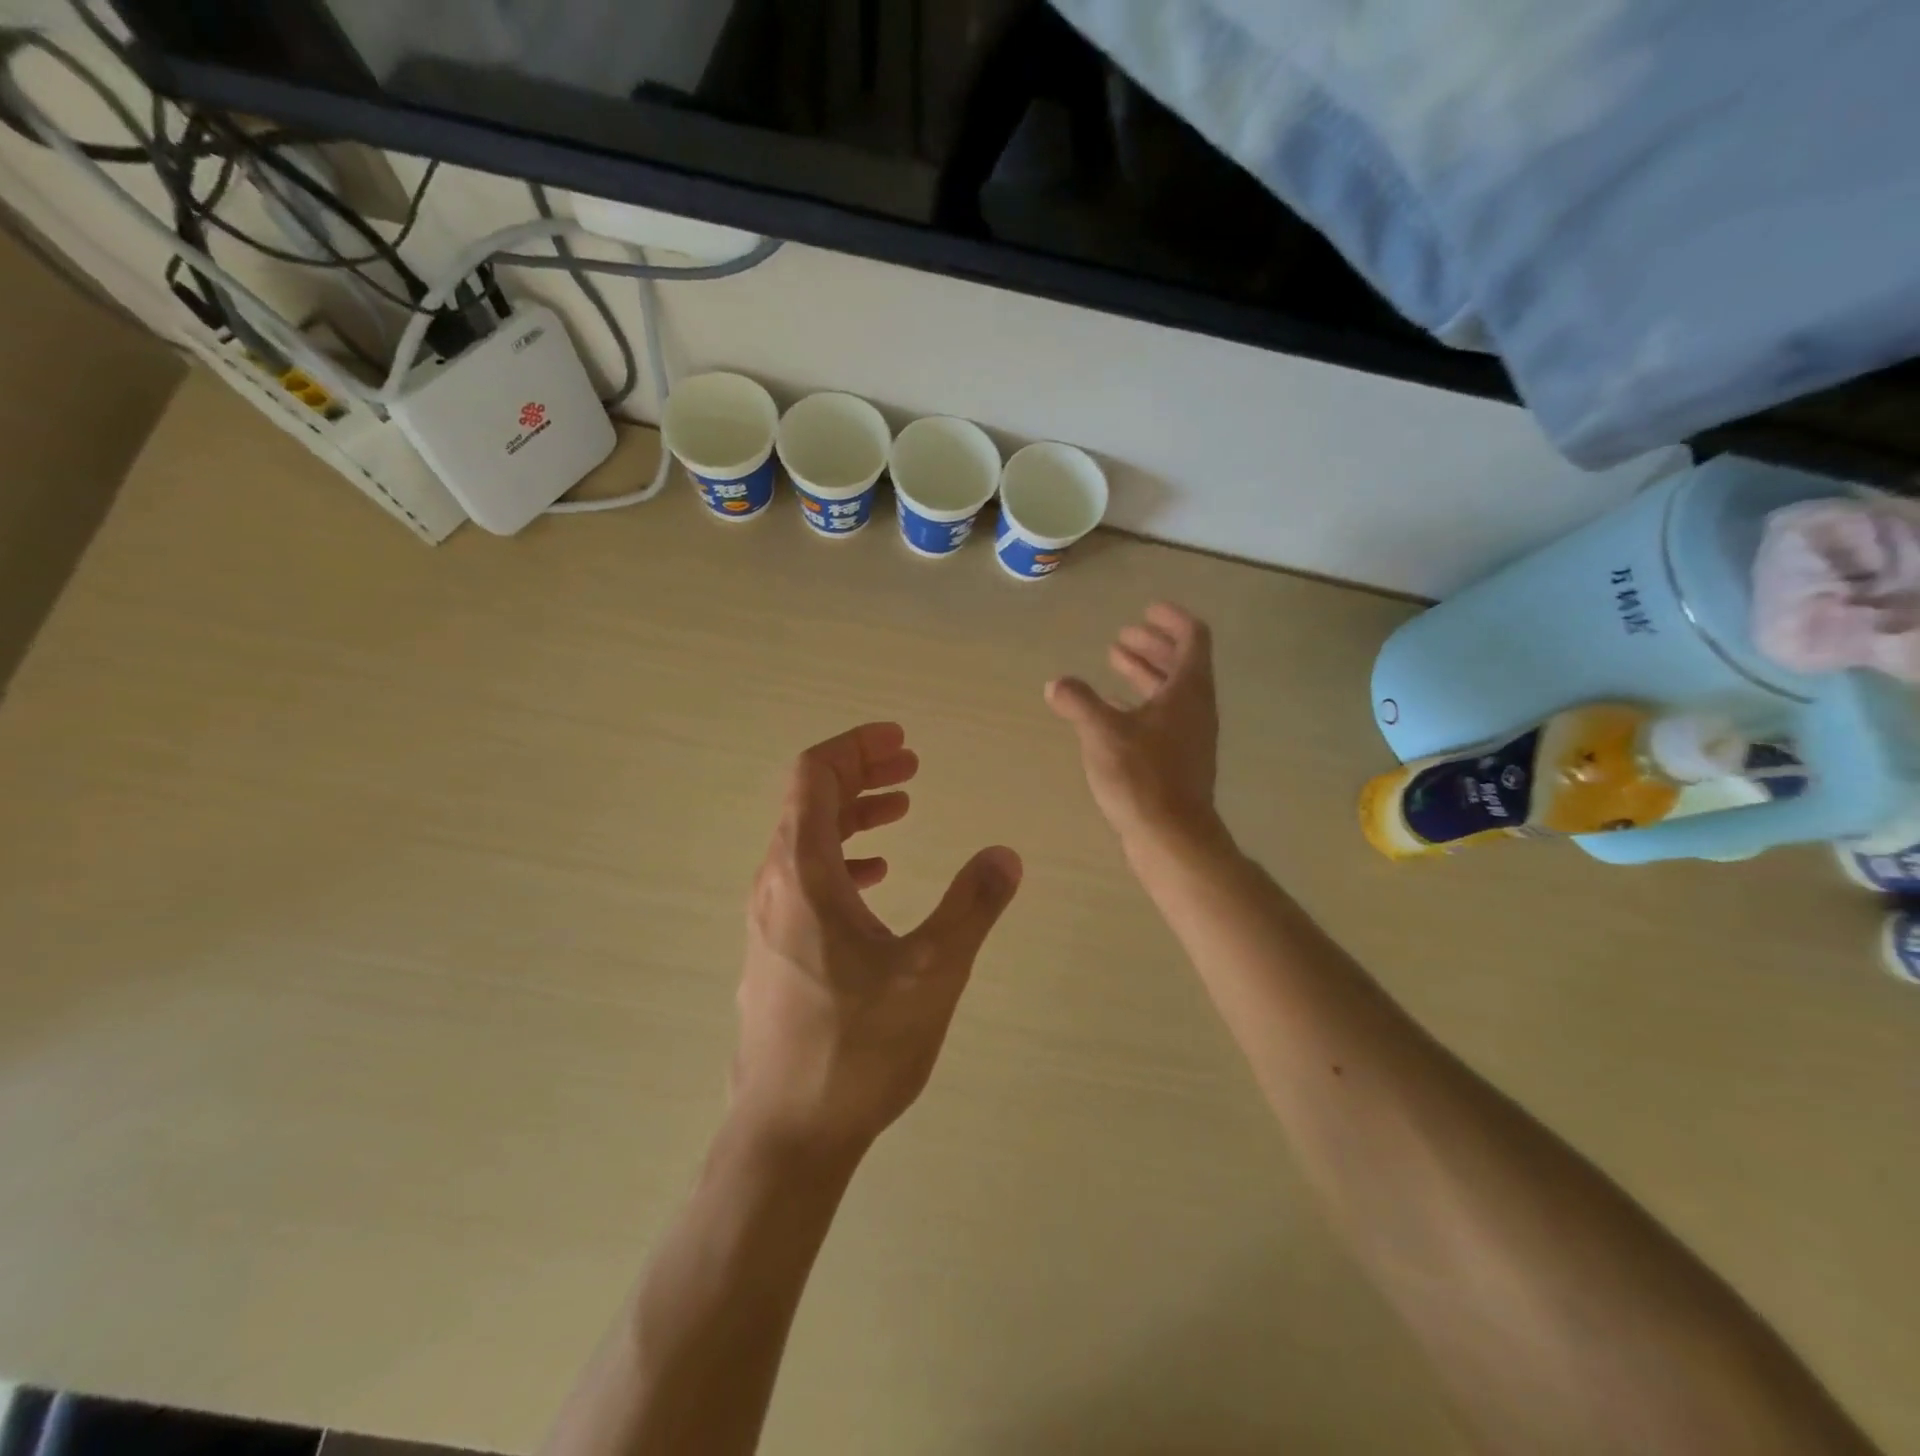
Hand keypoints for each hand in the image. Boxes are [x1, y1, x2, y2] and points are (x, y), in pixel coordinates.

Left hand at [732, 723, 1021, 1159]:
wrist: (786, 1135)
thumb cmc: (857, 1048)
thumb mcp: (932, 973)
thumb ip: (972, 906)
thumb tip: (1005, 855)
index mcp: (803, 873)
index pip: (815, 776)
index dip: (856, 747)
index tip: (900, 740)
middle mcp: (774, 884)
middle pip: (809, 801)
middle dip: (861, 773)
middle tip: (911, 765)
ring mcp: (768, 919)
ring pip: (806, 840)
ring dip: (853, 814)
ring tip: (901, 808)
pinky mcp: (773, 950)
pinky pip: (805, 877)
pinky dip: (842, 858)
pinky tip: (877, 876)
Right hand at [1046, 603, 1221, 852]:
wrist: (1171, 837)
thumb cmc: (1142, 777)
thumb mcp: (1102, 733)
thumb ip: (1079, 702)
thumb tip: (1056, 684)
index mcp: (1188, 691)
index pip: (1192, 638)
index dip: (1172, 620)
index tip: (1147, 610)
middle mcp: (1195, 709)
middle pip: (1180, 663)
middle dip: (1152, 645)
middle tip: (1123, 637)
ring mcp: (1190, 737)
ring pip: (1170, 692)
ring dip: (1144, 673)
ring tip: (1114, 662)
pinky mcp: (1178, 761)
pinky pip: (1162, 718)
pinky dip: (1140, 704)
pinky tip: (1114, 710)